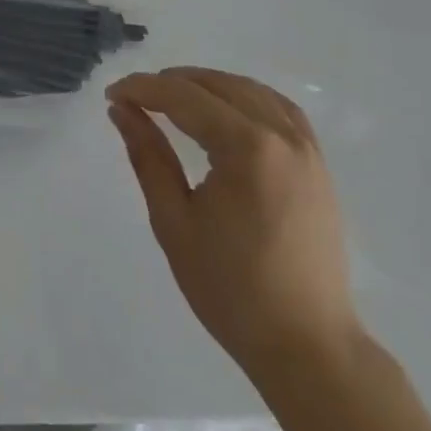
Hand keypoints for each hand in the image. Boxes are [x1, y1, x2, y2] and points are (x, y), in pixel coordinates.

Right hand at [106, 67, 356, 378]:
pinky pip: (281, 110)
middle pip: (218, 85)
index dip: (143, 89)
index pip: (184, 97)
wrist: (308, 347)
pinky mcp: (318, 166)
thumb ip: (148, 157)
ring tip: (173, 98)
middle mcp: (282, 136)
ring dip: (209, 85)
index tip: (112, 95)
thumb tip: (122, 110)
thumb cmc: (232, 290)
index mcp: (247, 148)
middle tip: (135, 98)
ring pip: (251, 91)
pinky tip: (227, 110)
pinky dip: (247, 98)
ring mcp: (307, 149)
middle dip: (172, 83)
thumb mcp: (174, 222)